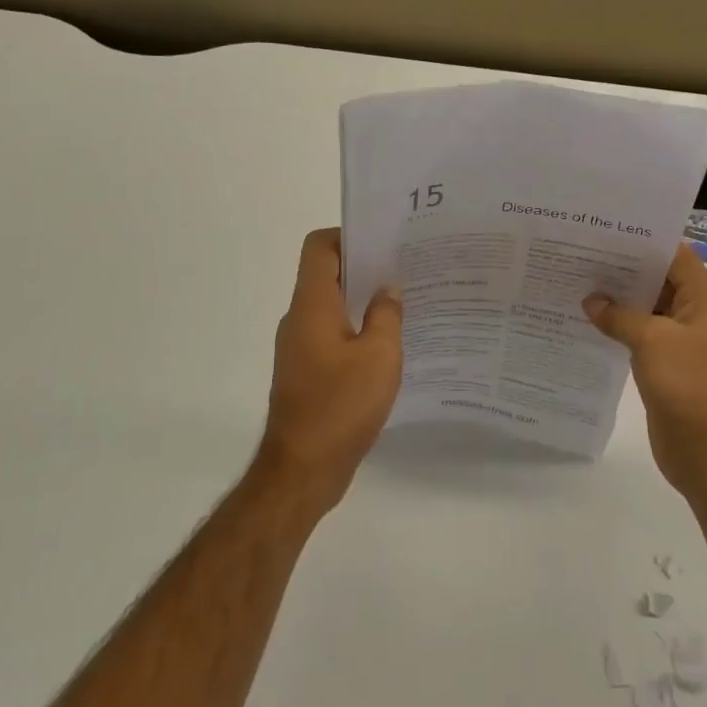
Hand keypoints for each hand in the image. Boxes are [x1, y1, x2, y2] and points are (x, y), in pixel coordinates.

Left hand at [259, 228, 403, 509]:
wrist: (303, 470)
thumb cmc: (341, 406)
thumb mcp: (379, 356)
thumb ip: (386, 316)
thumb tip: (387, 291)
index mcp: (312, 305)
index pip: (319, 247)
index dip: (348, 236)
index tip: (384, 243)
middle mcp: (299, 319)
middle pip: (327, 275)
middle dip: (365, 268)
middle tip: (406, 270)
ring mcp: (299, 348)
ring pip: (332, 307)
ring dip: (363, 303)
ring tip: (405, 305)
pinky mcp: (306, 373)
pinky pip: (332, 336)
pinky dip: (357, 332)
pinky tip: (389, 347)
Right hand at [583, 244, 706, 498]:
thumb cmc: (689, 384)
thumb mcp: (652, 340)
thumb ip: (619, 315)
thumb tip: (591, 301)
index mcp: (704, 298)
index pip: (673, 254)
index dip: (642, 241)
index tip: (603, 232)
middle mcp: (695, 313)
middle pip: (658, 280)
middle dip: (622, 269)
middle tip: (579, 254)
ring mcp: (681, 341)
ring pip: (646, 309)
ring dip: (617, 300)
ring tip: (576, 282)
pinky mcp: (666, 365)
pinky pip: (639, 336)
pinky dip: (617, 328)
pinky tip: (586, 320)